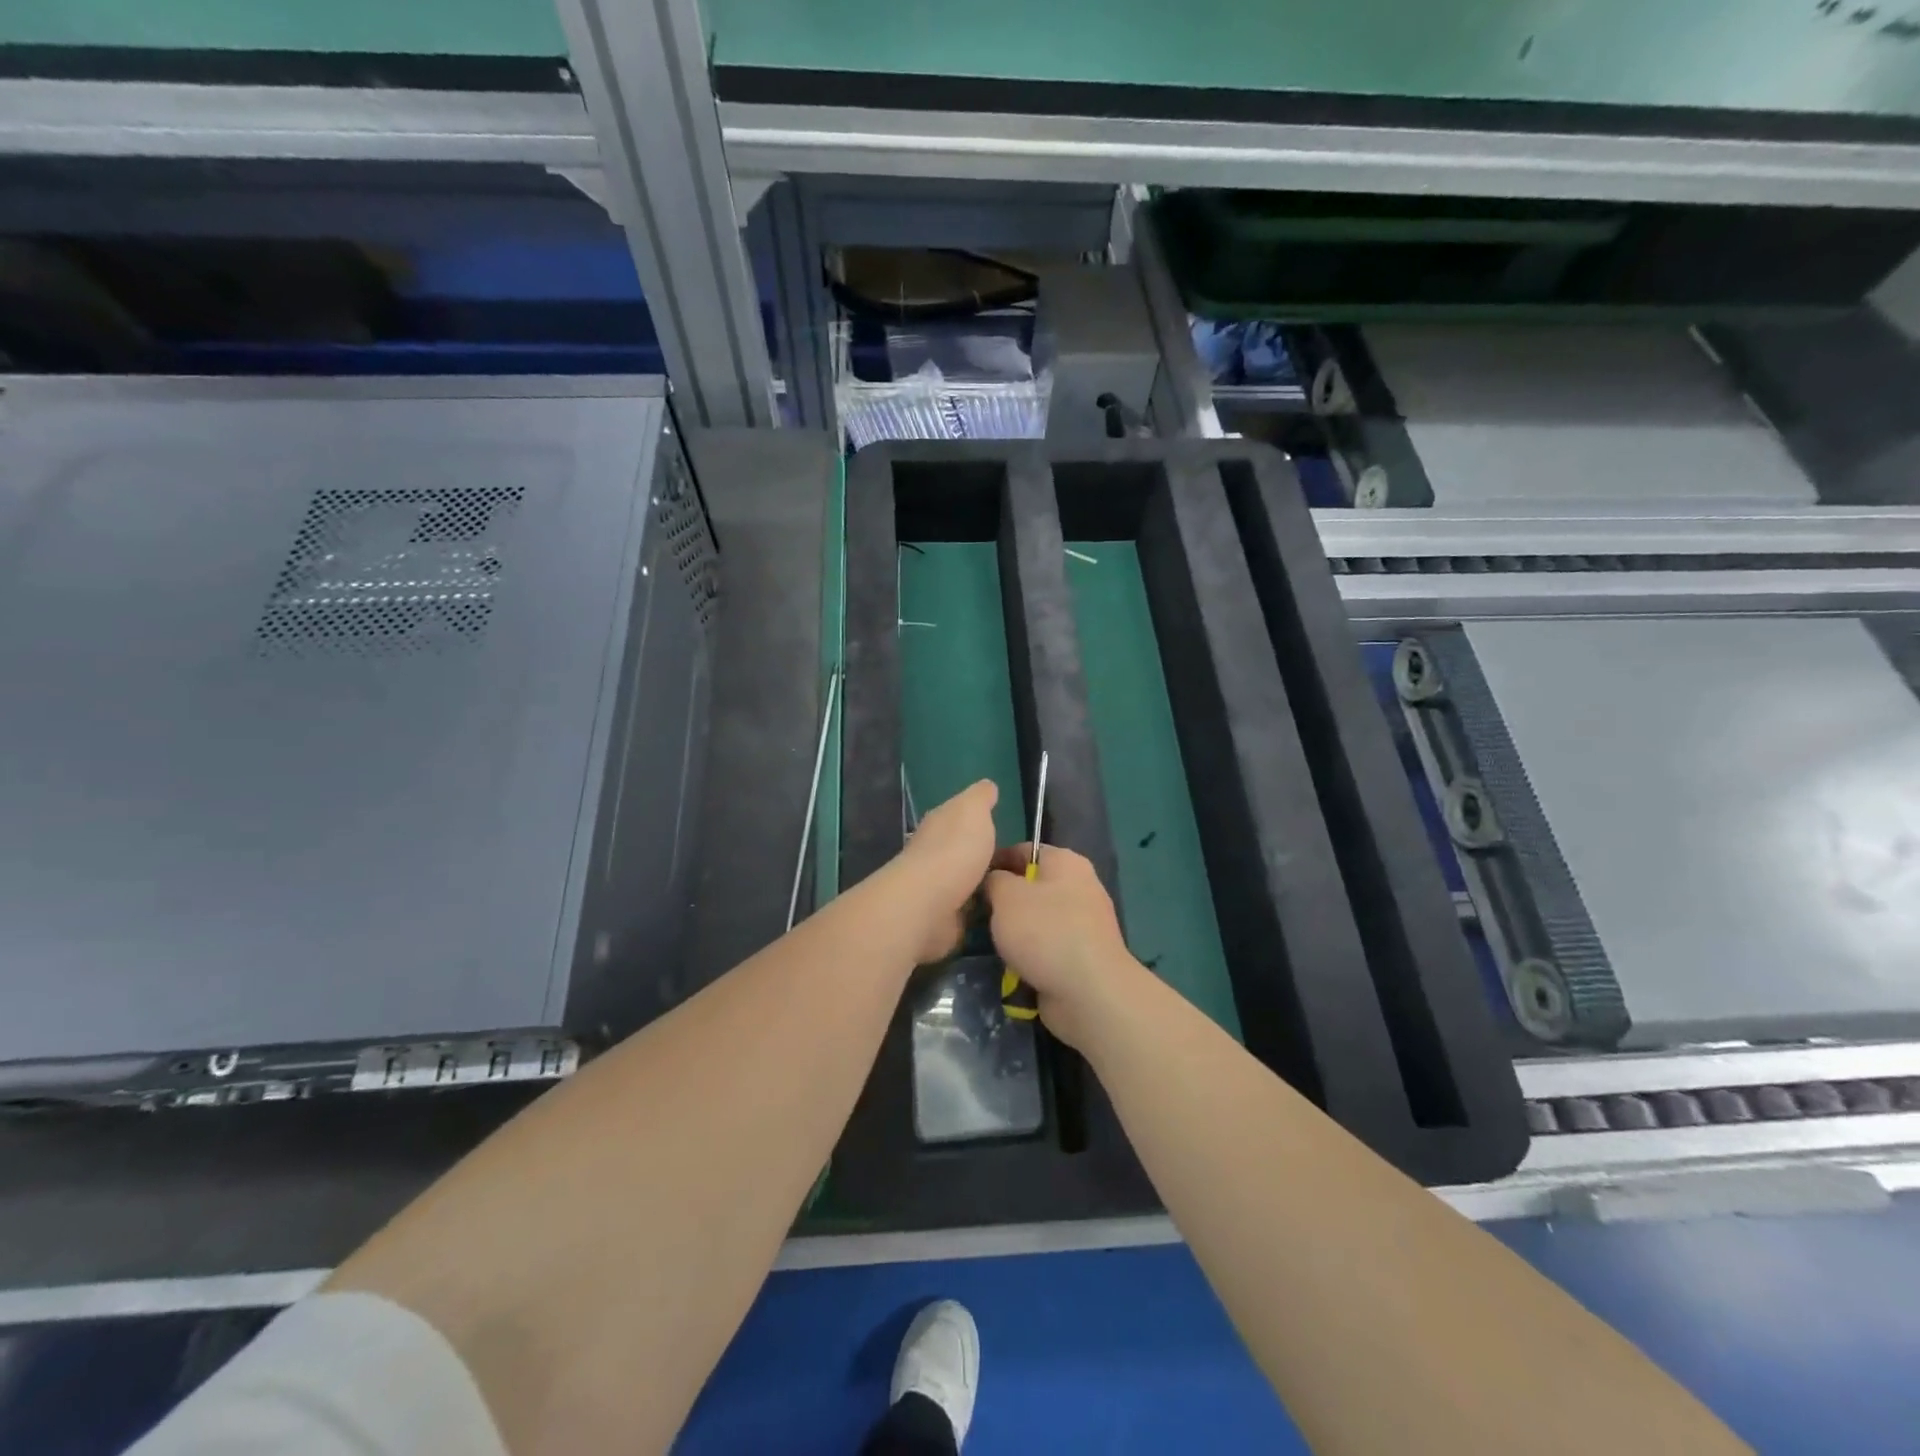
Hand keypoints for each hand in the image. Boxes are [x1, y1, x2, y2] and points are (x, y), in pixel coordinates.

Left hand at [891, 779, 998, 964]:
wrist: (928, 903)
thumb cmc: (954, 850)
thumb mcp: (973, 810)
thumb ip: (980, 797)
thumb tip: (987, 785)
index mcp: (940, 824)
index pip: (960, 817)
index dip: (980, 819)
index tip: (1003, 825)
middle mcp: (935, 853)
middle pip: (964, 850)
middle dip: (984, 855)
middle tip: (1019, 863)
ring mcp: (938, 888)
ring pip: (968, 881)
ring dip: (984, 884)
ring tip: (1015, 888)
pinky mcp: (944, 918)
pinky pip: (969, 911)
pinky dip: (981, 911)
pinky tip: (1001, 911)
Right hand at [984, 843, 1137, 1047]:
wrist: (1090, 993)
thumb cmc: (1046, 933)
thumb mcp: (1006, 896)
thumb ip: (994, 880)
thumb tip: (993, 881)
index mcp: (1066, 862)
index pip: (1023, 850)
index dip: (994, 861)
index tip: (969, 881)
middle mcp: (1079, 887)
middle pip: (1030, 886)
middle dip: (1003, 901)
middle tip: (975, 915)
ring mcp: (1083, 924)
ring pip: (1037, 919)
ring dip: (1014, 932)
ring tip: (989, 943)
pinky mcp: (1082, 955)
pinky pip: (1047, 947)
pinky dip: (1030, 956)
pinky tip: (1011, 966)